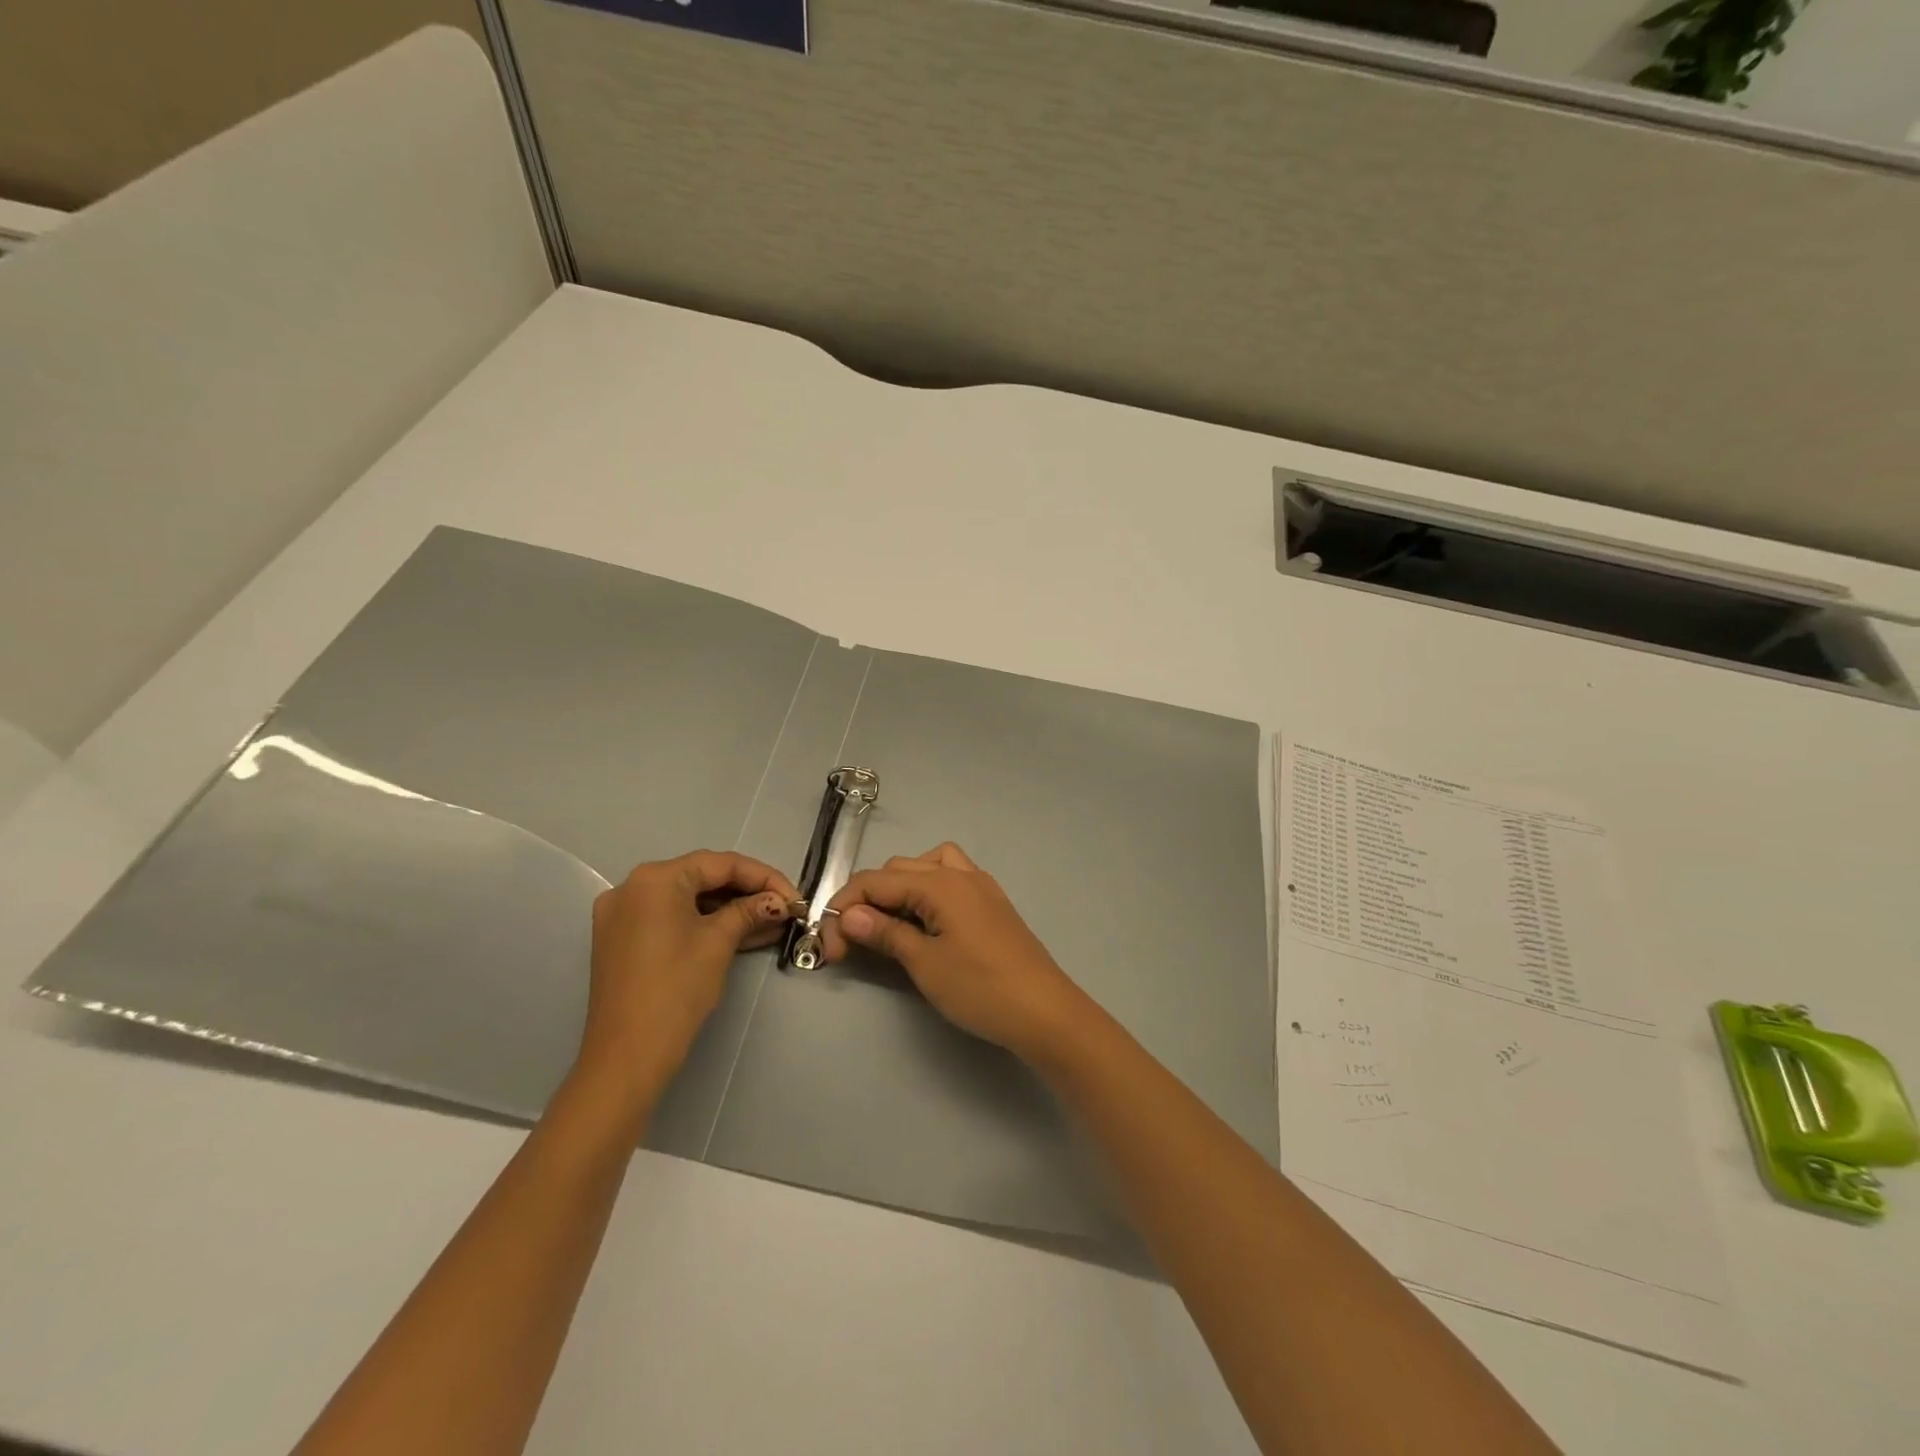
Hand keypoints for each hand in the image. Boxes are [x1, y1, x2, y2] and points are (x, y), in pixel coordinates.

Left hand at [578, 850, 796, 1106]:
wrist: (627, 1056)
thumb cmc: (676, 989)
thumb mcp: (719, 943)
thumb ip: (749, 911)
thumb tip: (777, 902)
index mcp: (654, 878)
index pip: (720, 864)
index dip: (764, 877)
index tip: (795, 897)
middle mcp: (633, 887)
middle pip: (703, 878)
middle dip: (748, 893)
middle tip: (785, 908)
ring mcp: (624, 916)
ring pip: (689, 901)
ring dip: (730, 911)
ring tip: (772, 923)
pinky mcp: (623, 941)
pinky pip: (672, 920)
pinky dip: (705, 925)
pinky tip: (743, 934)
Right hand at [822, 842, 1093, 1065]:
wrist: (1044, 1011)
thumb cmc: (981, 988)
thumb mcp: (925, 963)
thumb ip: (886, 933)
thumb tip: (848, 915)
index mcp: (940, 883)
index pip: (876, 881)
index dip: (844, 909)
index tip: (830, 948)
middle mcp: (960, 873)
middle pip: (899, 869)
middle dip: (868, 899)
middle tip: (854, 942)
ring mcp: (980, 886)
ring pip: (927, 866)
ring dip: (900, 887)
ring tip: (890, 923)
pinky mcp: (992, 903)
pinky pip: (951, 878)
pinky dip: (928, 890)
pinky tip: (926, 921)